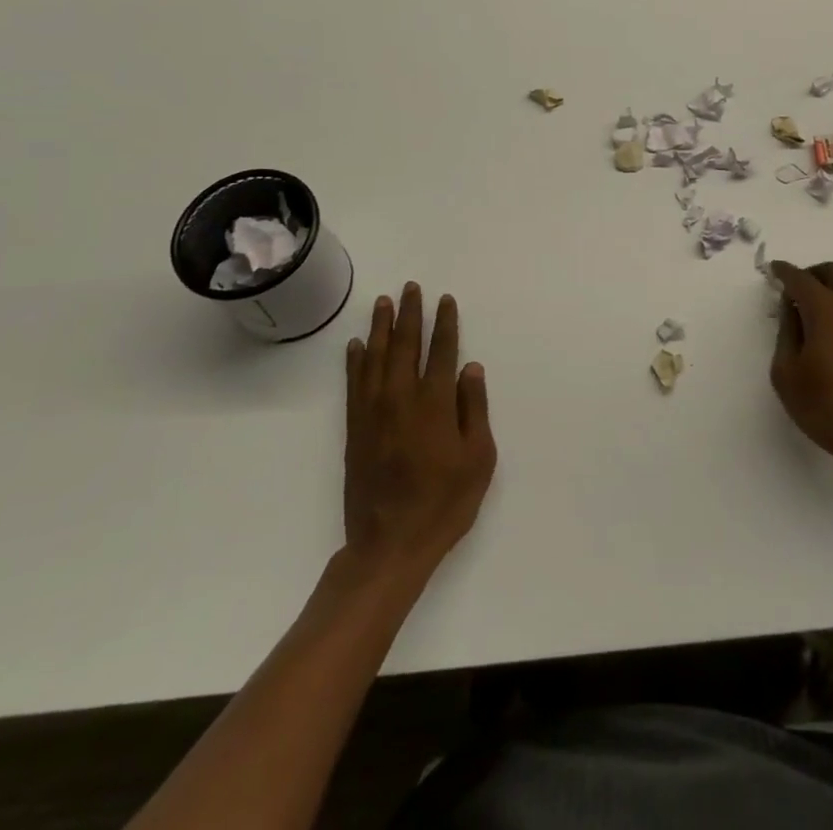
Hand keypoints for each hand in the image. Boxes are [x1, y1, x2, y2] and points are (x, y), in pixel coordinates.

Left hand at [342, 283, 495, 576]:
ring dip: (380, 327)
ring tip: (383, 302)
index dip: (445, 323)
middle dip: (410, 314)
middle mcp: (401, 398)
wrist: (390, 544)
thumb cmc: (445, 502)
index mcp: (435, 404)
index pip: (442, 351)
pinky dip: (355, 361)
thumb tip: (470, 368)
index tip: (445, 300)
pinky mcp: (355, 429)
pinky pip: (354, 384)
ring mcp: (374, 413)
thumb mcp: (478, 458)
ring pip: (376, 358)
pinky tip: (356, 345)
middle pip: (405, 345)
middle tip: (411, 288)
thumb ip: (474, 409)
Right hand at [770, 261, 832, 483]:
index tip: (773, 269)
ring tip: (812, 312)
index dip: (784, 271)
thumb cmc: (826, 407)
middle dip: (811, 273)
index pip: (801, 279)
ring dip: (831, 289)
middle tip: (793, 289)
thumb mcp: (787, 373)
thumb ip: (786, 332)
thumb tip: (790, 308)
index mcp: (826, 309)